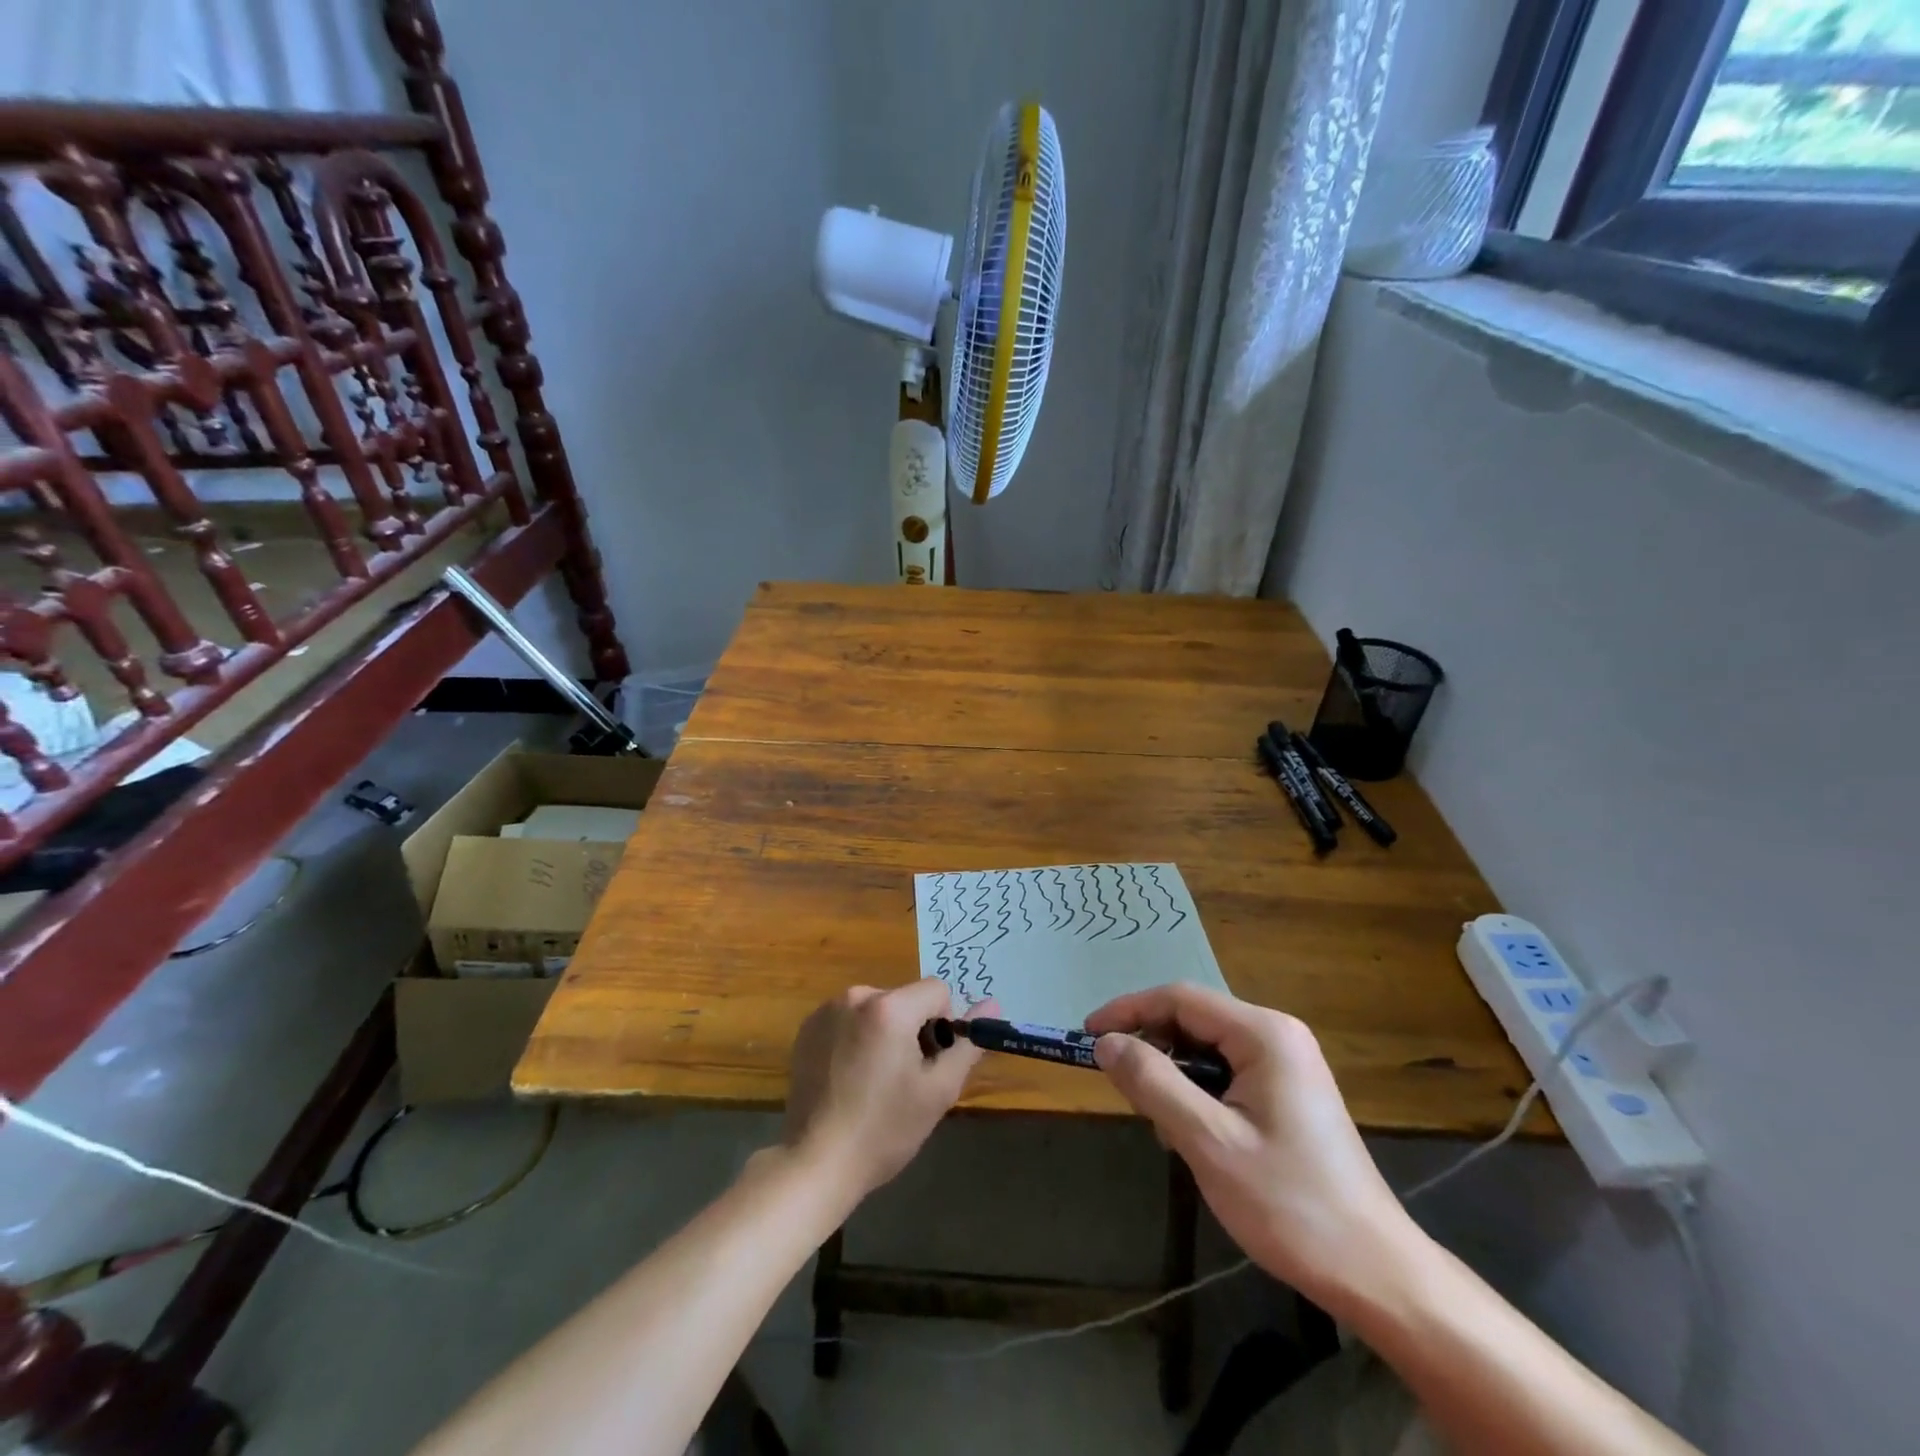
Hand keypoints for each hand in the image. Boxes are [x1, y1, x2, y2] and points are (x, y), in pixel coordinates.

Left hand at [782, 980, 989, 1201]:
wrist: (815, 1163)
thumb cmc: (884, 1130)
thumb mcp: (938, 1091)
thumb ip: (967, 1045)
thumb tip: (992, 1004)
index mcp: (890, 1007)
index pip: (937, 990)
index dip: (943, 1024)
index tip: (930, 1062)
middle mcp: (856, 996)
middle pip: (905, 999)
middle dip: (913, 1029)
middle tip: (903, 1078)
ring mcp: (827, 1010)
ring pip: (876, 1008)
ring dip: (884, 1032)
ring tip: (873, 1081)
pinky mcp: (807, 1028)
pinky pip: (848, 1018)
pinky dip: (856, 1037)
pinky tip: (848, 1077)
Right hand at [1087, 984, 1417, 1305]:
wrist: (1376, 1273)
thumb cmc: (1290, 1204)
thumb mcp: (1209, 1142)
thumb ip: (1153, 1083)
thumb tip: (1105, 1042)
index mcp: (1264, 1033)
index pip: (1179, 998)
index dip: (1128, 1011)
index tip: (1087, 1035)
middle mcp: (1277, 1035)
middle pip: (1193, 1020)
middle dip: (1152, 1048)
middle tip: (1122, 1090)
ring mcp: (1287, 1064)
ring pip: (1207, 1049)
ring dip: (1174, 1077)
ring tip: (1161, 1125)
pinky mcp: (1289, 1093)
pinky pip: (1227, 1073)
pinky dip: (1198, 1094)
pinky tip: (1193, 1136)